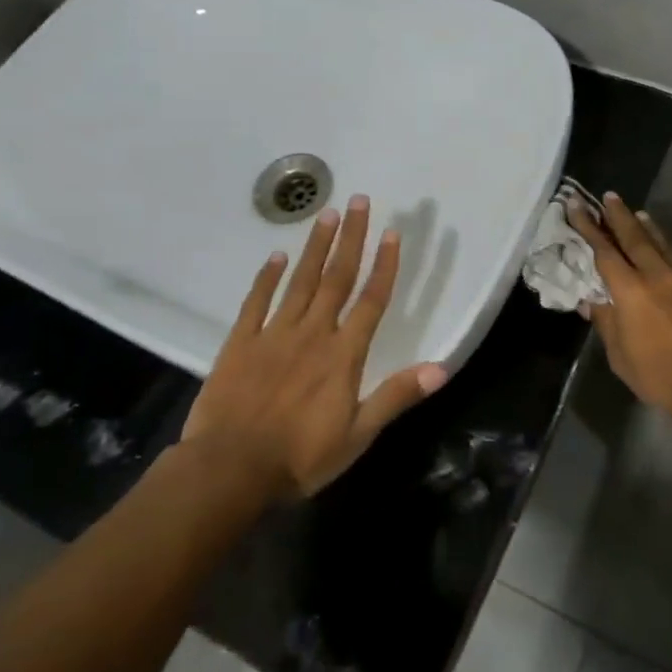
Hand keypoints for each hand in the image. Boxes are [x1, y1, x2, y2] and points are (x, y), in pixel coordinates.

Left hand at [180, 196, 447, 497]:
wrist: (230, 469)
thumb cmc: (300, 457)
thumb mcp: (358, 435)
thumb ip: (396, 396)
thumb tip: (441, 368)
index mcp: (343, 355)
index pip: (370, 301)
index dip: (384, 266)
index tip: (391, 232)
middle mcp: (312, 333)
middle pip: (336, 278)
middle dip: (351, 239)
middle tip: (359, 201)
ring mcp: (274, 334)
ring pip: (300, 281)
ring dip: (316, 247)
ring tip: (327, 214)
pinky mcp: (240, 343)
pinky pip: (256, 302)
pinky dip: (266, 277)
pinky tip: (276, 255)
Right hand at [567, 194, 671, 422]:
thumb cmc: (660, 376)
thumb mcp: (620, 356)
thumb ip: (606, 323)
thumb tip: (592, 301)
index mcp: (631, 291)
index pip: (604, 251)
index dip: (588, 227)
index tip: (576, 205)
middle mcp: (657, 275)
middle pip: (635, 237)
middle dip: (619, 215)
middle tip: (609, 196)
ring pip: (662, 243)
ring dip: (647, 226)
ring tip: (638, 212)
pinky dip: (669, 250)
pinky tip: (668, 252)